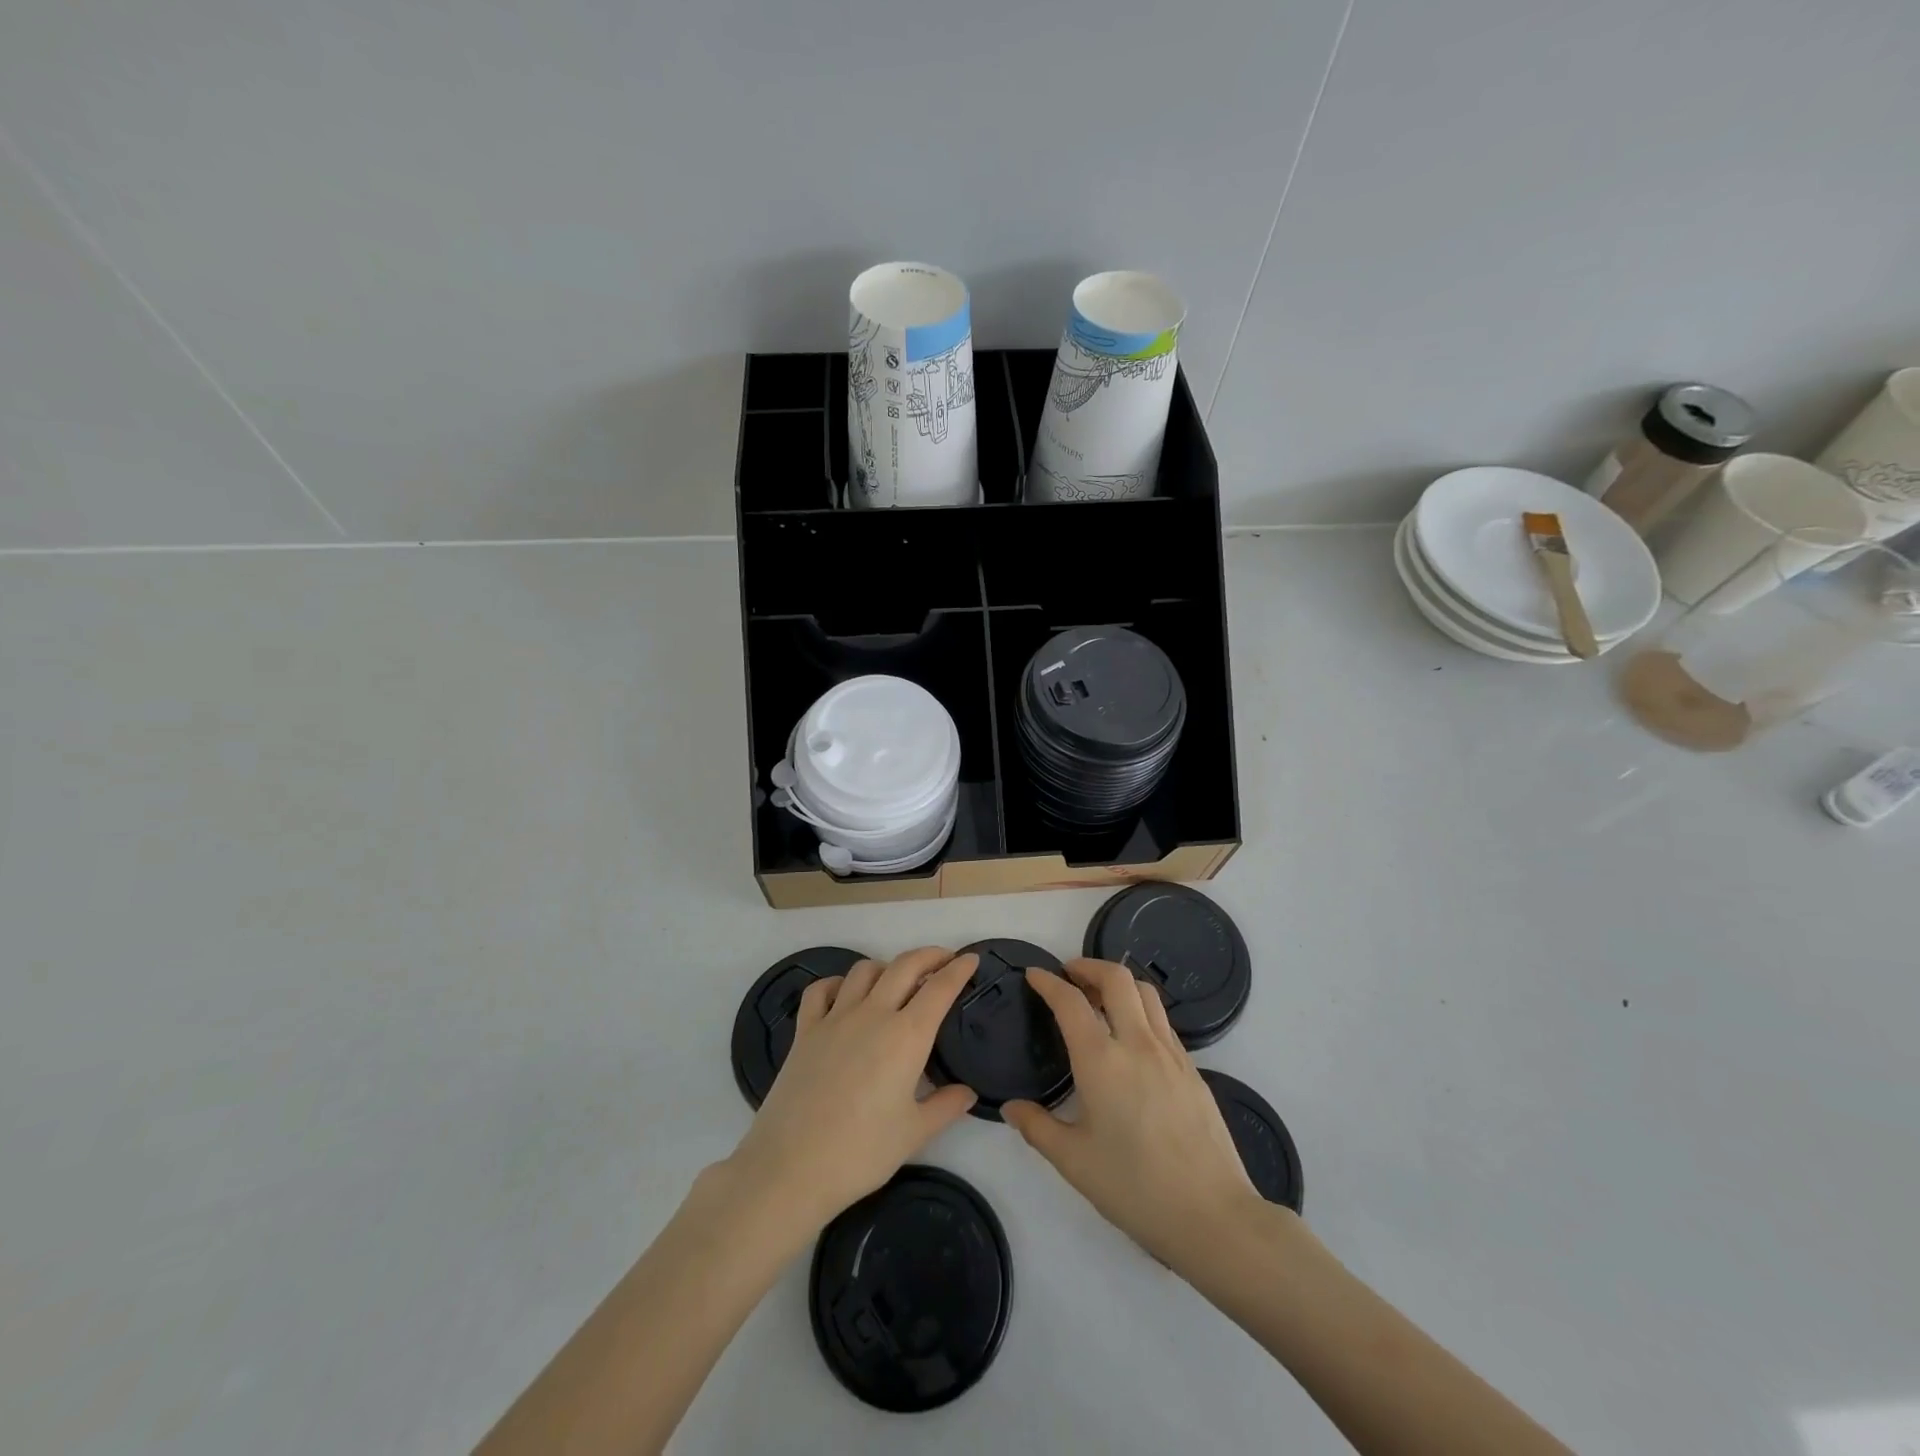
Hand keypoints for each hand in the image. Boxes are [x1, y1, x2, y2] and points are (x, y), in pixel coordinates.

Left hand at [726, 947, 978, 1232]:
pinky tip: (845, 994)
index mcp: (906, 1036)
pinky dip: (837, 983)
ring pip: (864, 970)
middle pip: (904, 966)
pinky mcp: (805, 1030)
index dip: (958, 969)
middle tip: (944, 959)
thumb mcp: (914, 1134)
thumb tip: (968, 1093)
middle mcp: (873, 1014)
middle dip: (929, 956)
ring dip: (886, 966)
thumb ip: (946, 1107)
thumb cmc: (861, 1153)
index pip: (939, 989)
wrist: (791, 1167)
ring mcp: (835, 1018)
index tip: (971, 959)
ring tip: (897, 979)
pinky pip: (821, 990)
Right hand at [1003, 959, 1264, 1270]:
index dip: (1048, 982)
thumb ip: (1038, 1128)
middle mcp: (1137, 1044)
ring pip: (1146, 993)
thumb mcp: (1074, 1162)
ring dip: (1118, 983)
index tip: (1034, 974)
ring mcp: (1171, 1054)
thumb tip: (1011, 1108)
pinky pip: (1162, 1021)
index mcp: (1101, 1061)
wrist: (1213, 1215)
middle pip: (1116, 978)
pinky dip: (1140, 1010)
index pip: (1070, 1002)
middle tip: (1069, 975)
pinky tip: (1131, 1038)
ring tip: (1100, 998)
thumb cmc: (1135, 1188)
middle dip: (1089, 966)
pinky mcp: (1192, 1070)